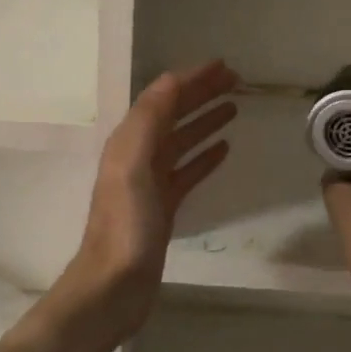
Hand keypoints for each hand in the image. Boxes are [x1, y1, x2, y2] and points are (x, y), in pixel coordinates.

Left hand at [60, 61, 239, 343]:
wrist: (114, 285)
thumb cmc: (125, 225)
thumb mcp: (132, 164)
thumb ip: (149, 120)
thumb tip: (172, 79)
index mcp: (129, 141)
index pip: (162, 98)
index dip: (191, 79)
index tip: (223, 66)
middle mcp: (138, 155)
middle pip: (173, 115)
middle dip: (201, 94)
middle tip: (236, 81)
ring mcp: (151, 182)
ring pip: (182, 140)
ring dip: (205, 120)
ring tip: (234, 107)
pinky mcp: (164, 207)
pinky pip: (187, 171)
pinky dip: (204, 156)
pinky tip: (224, 148)